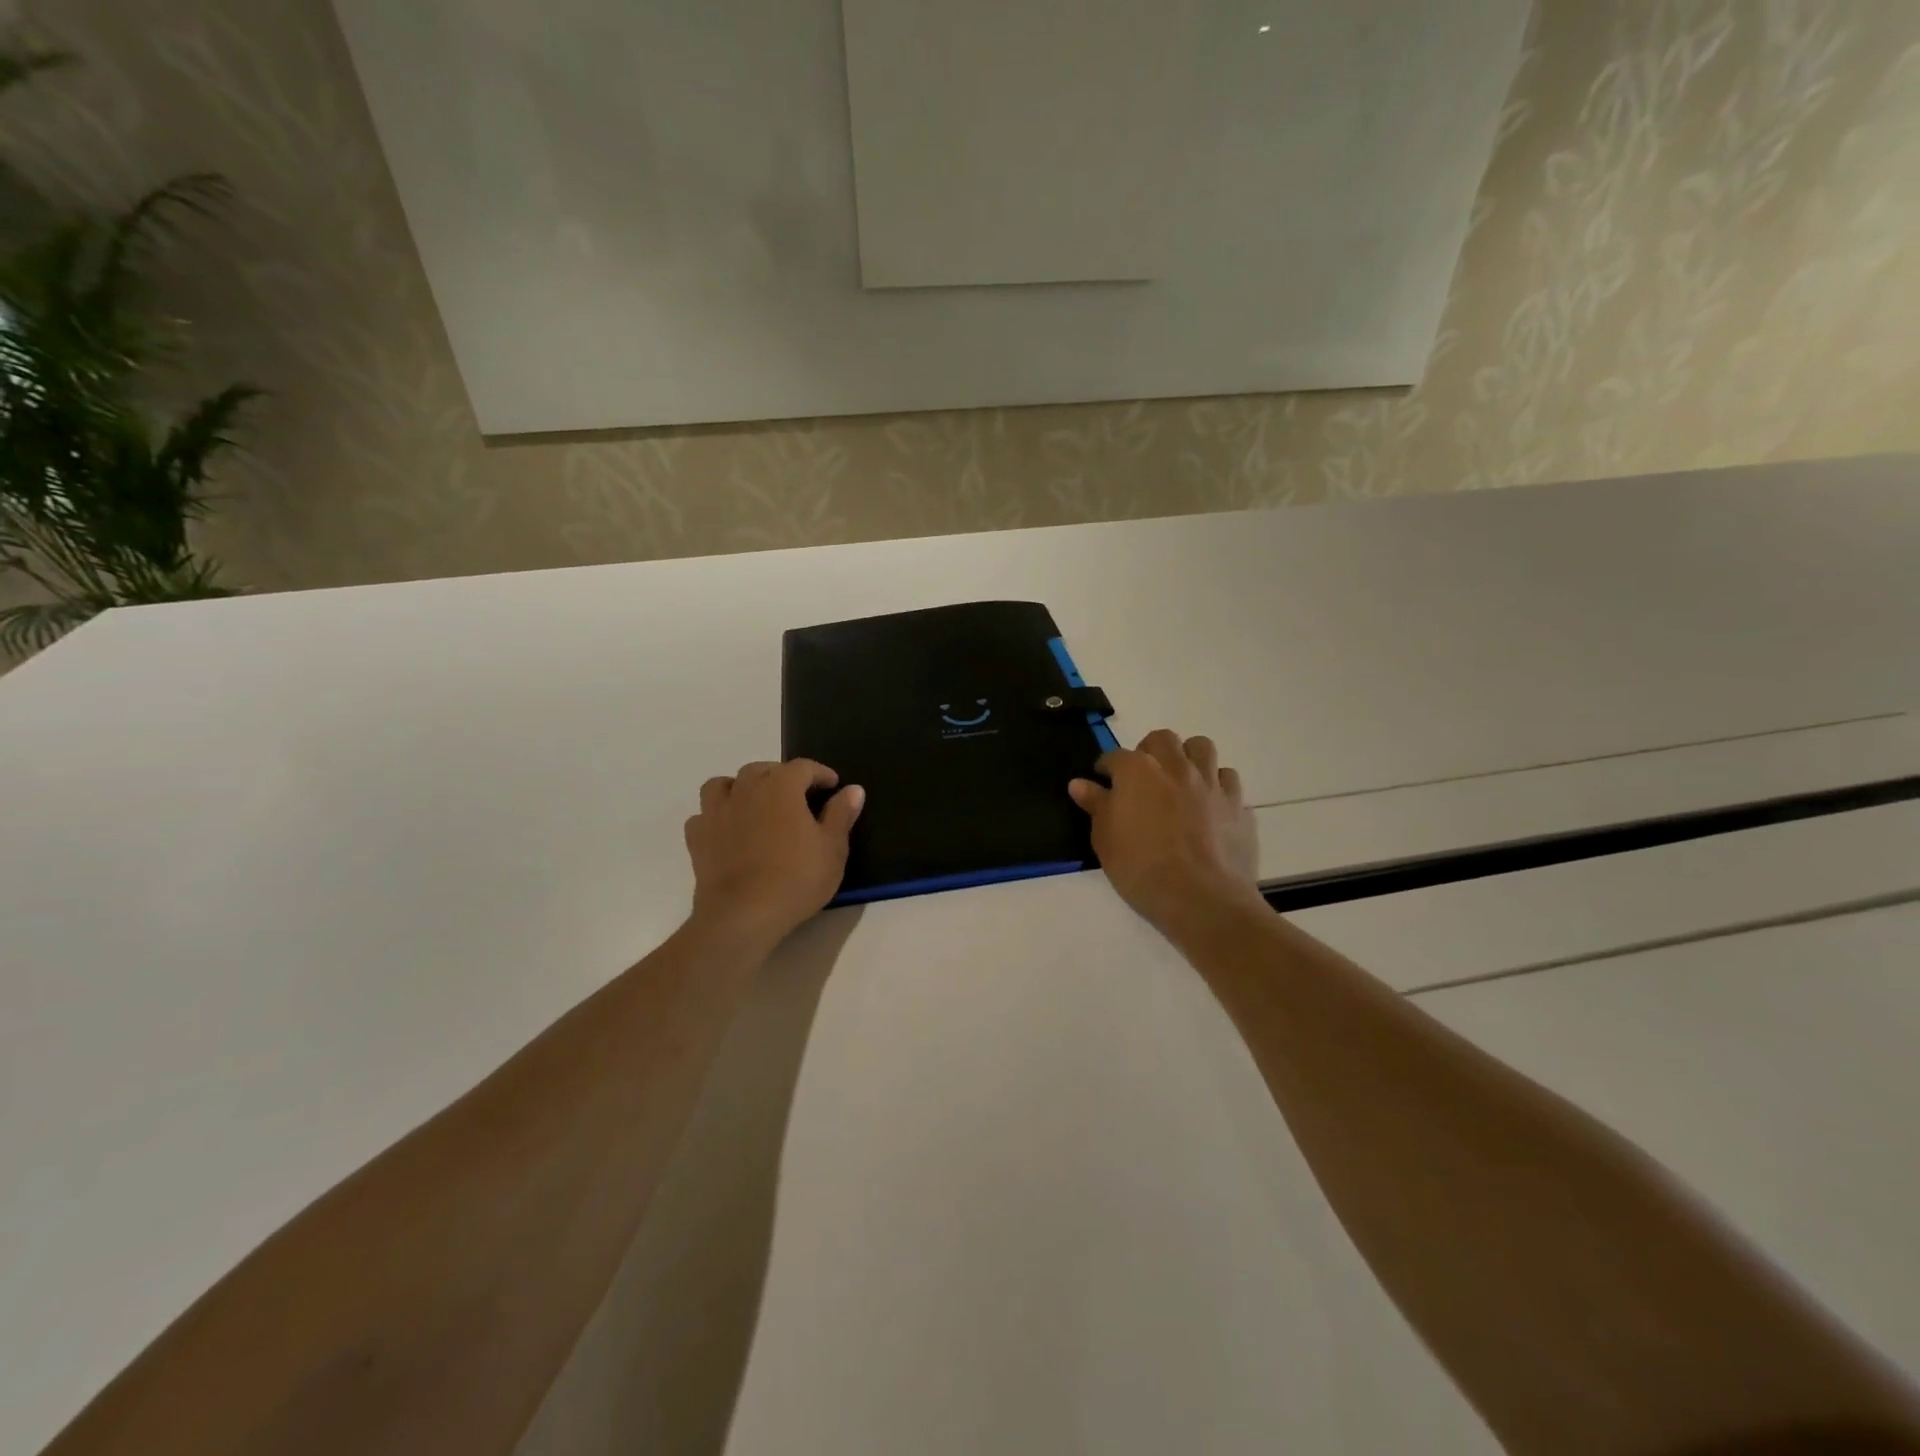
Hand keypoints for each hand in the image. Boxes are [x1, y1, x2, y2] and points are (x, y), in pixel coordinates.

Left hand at [684, 759, 864, 950]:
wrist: (742, 916)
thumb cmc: (796, 879)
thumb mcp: (832, 848)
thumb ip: (841, 814)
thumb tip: (853, 789)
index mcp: (781, 787)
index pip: (803, 767)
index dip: (820, 773)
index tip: (833, 786)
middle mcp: (745, 790)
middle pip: (762, 769)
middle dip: (781, 776)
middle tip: (797, 795)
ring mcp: (716, 813)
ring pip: (723, 784)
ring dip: (740, 788)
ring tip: (755, 804)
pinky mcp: (697, 838)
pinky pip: (703, 815)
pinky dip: (716, 816)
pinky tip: (728, 830)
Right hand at [1069, 730, 1260, 933]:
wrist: (1201, 899)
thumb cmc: (1141, 869)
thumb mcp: (1105, 840)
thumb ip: (1096, 806)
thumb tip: (1080, 784)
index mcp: (1138, 771)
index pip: (1115, 756)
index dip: (1107, 767)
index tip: (1103, 780)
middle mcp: (1176, 767)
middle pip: (1163, 739)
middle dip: (1150, 750)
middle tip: (1143, 776)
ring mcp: (1211, 783)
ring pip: (1202, 747)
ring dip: (1188, 757)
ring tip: (1180, 779)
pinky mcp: (1237, 804)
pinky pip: (1228, 780)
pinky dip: (1216, 785)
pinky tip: (1209, 805)